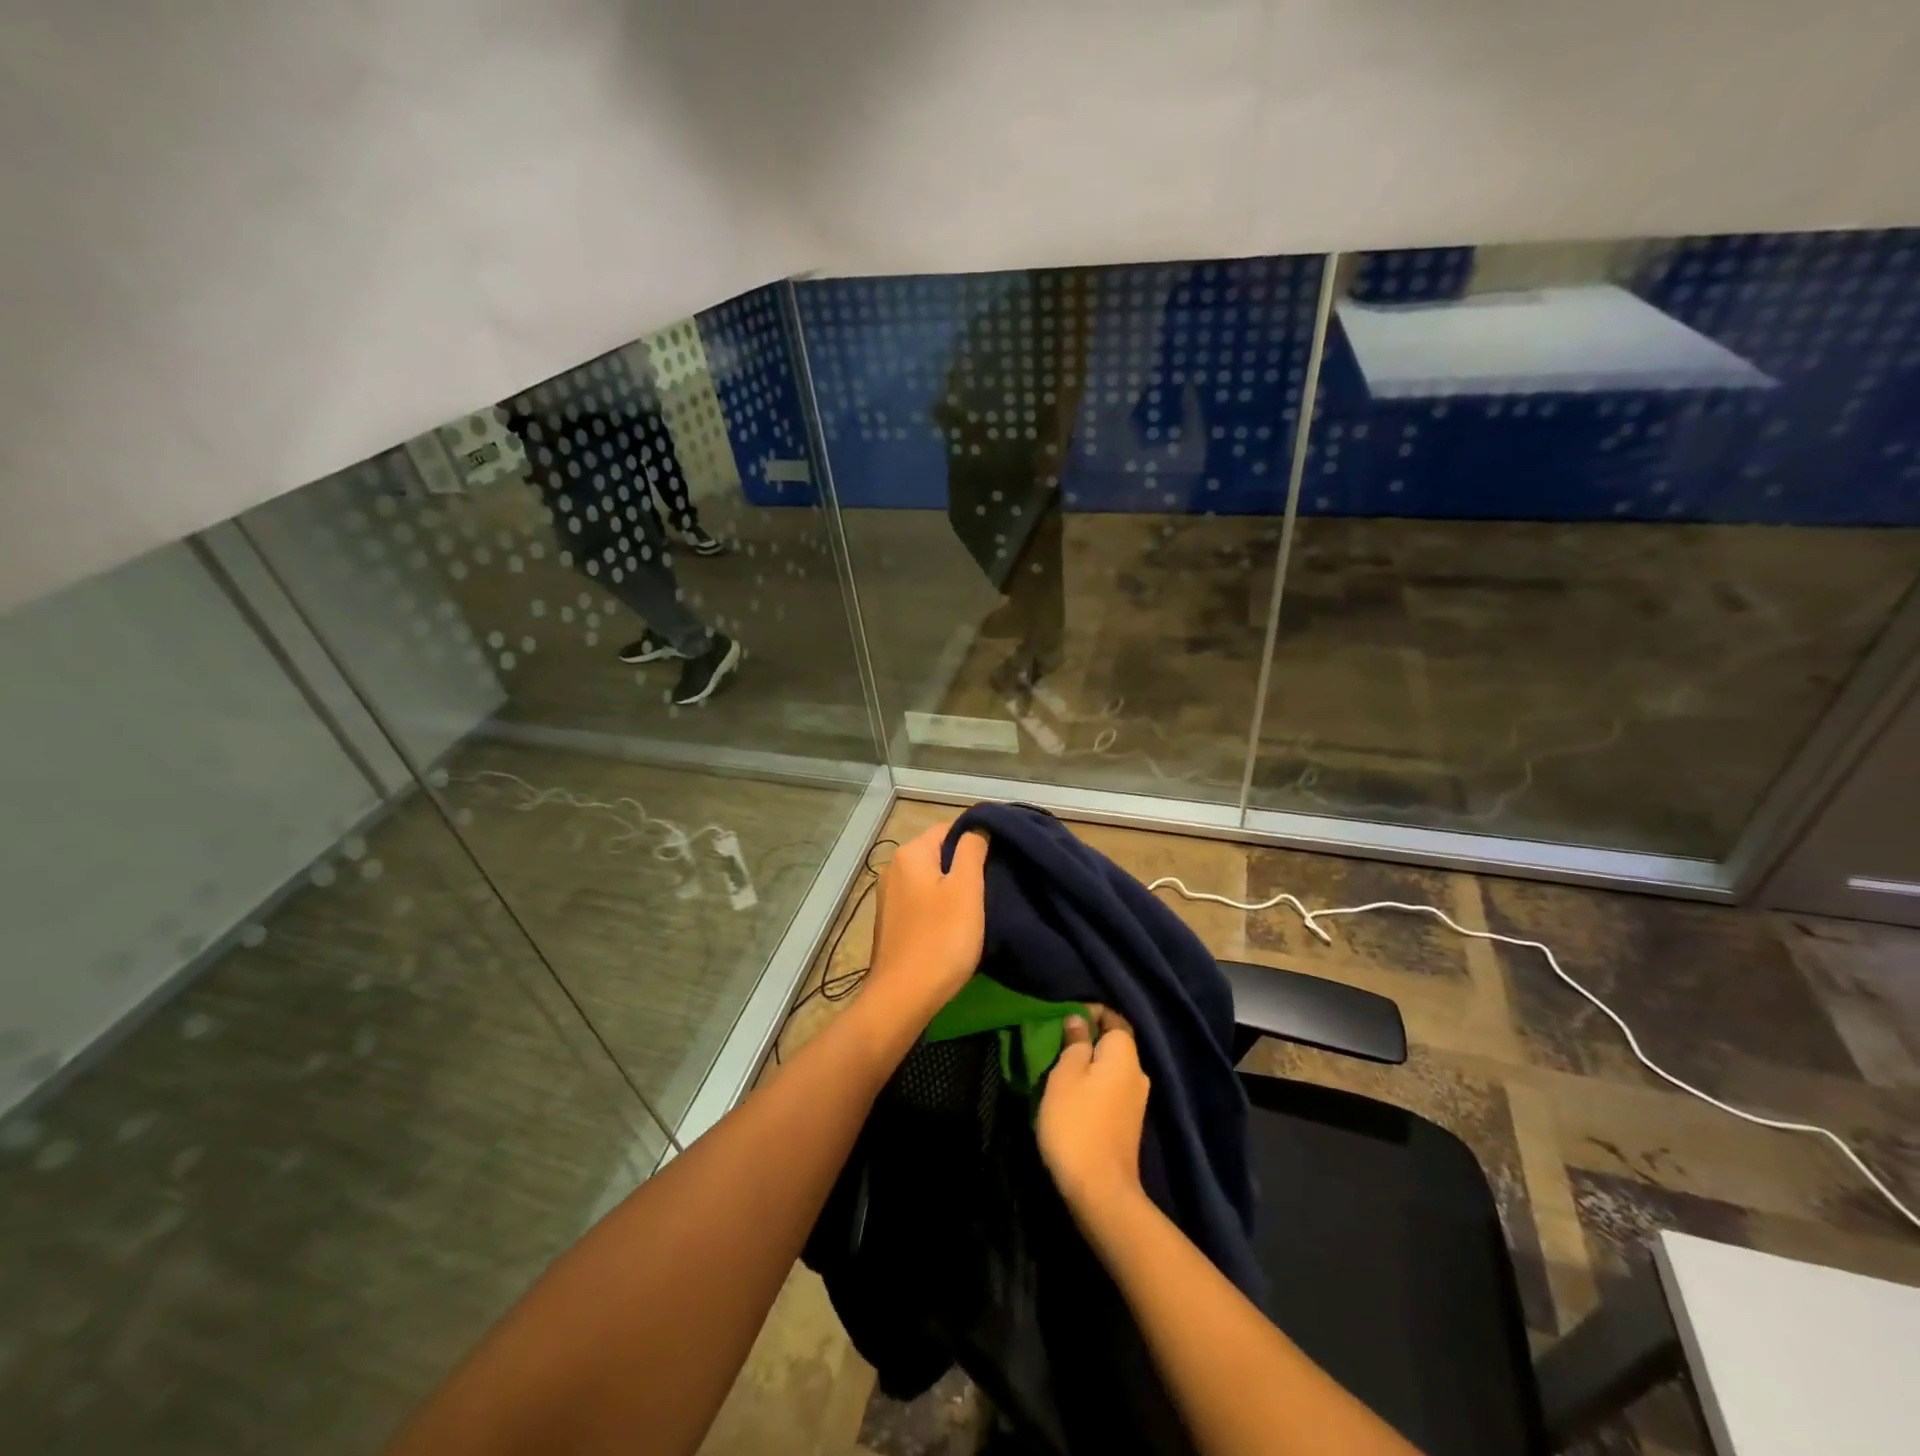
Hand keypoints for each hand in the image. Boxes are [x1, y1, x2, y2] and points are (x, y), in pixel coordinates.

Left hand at [863, 822, 988, 1028]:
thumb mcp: (966, 889)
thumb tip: (978, 827)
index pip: (950, 828)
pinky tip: (956, 923)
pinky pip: (921, 900)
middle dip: (966, 863)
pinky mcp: (891, 921)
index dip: (978, 837)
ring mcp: (889, 896)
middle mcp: (894, 868)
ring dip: (954, 886)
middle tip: (995, 881)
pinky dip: (940, 905)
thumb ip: (972, 850)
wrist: (903, 997)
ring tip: (981, 903)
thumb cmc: (941, 939)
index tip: (1002, 855)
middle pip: (939, 852)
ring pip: (930, 878)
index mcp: (910, 853)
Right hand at [1037, 1007, 1149, 1212]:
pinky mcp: (1129, 1123)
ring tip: (1058, 1072)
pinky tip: (1072, 1099)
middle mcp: (1138, 1071)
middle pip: (1112, 1043)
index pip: (1112, 1017)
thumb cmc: (1077, 1123)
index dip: (1088, 1012)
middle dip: (1086, 1040)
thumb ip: (1074, 1043)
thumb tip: (1079, 1019)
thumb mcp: (1064, 1075)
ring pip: (1110, 1069)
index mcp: (1124, 1053)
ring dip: (1087, 1066)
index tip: (1061, 1020)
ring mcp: (1137, 1100)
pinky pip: (1111, 1090)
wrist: (1100, 1191)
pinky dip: (1093, 1087)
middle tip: (1055, 1046)